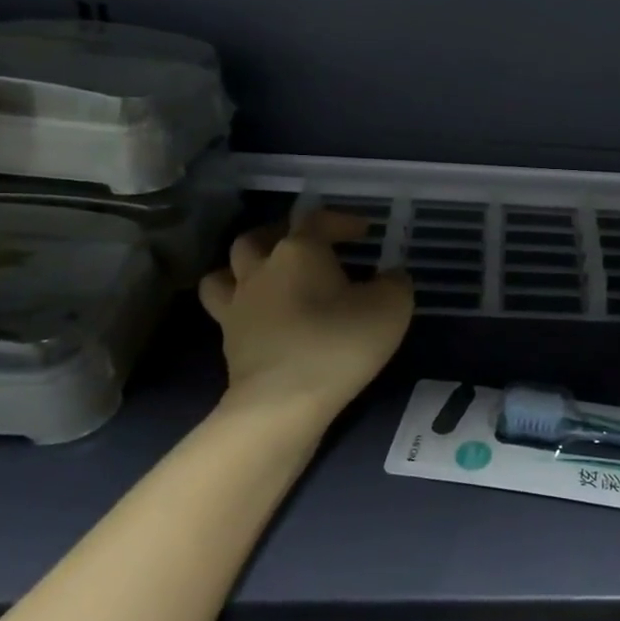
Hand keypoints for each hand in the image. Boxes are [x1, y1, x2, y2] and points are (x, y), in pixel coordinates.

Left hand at [199, 210, 413, 411]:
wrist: (283, 402)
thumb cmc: (339, 344)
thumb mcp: (391, 308)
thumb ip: (395, 283)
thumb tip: (390, 276)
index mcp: (299, 251)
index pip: (316, 219)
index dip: (341, 220)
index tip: (365, 232)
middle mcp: (261, 268)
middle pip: (259, 237)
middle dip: (283, 235)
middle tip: (307, 247)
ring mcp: (238, 304)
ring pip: (227, 269)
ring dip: (246, 266)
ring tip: (269, 276)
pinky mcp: (228, 338)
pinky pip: (225, 309)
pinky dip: (240, 304)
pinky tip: (262, 315)